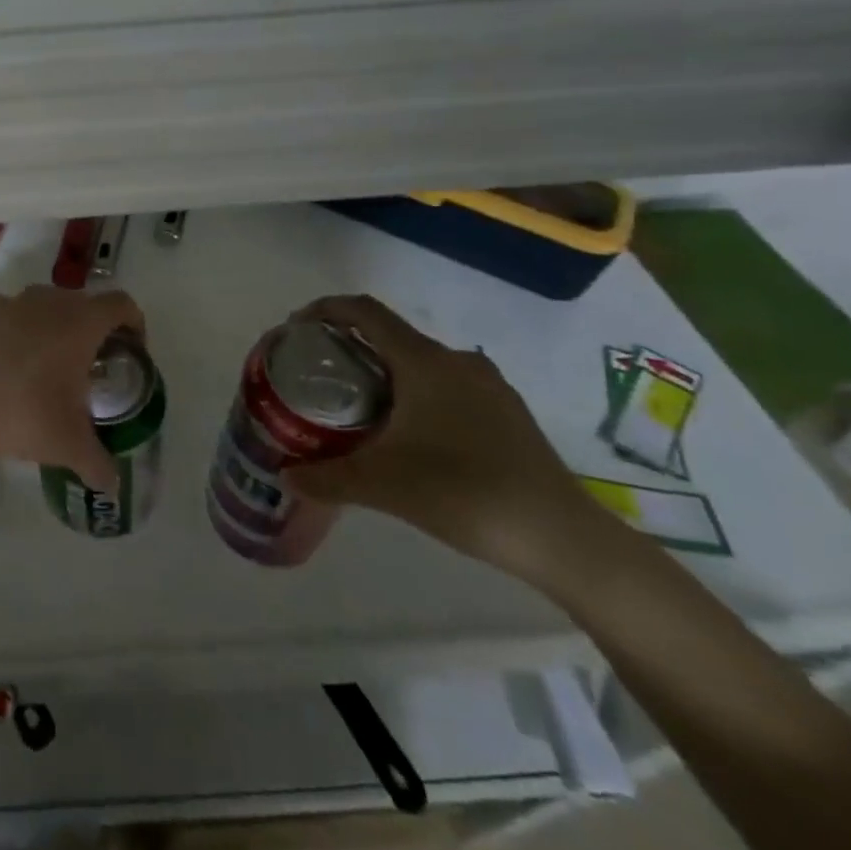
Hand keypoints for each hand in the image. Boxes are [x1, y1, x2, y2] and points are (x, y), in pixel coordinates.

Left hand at [0, 285, 143, 493]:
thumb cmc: (20, 415)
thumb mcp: (68, 446)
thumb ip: (98, 463)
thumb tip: (111, 484)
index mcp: (80, 324)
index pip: (121, 305)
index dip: (133, 324)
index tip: (131, 351)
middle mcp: (48, 301)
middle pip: (82, 304)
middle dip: (90, 330)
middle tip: (86, 367)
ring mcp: (9, 300)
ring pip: (41, 305)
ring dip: (49, 327)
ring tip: (42, 364)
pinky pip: (3, 313)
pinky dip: (9, 329)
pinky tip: (0, 359)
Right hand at [283, 295, 604, 582]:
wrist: (565, 540)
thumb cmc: (465, 493)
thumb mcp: (383, 486)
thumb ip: (327, 478)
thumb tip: (285, 478)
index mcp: (424, 361)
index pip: (364, 311)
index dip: (325, 309)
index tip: (296, 330)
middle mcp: (457, 361)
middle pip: (391, 337)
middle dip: (350, 349)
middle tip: (320, 378)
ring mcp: (489, 387)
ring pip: (421, 364)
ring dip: (385, 375)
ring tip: (359, 409)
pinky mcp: (508, 414)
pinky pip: (448, 387)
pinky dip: (416, 396)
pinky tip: (409, 438)